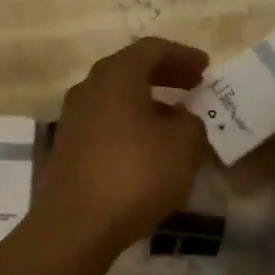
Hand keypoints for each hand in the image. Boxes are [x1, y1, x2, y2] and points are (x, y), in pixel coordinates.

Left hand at [33, 37, 209, 257]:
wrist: (76, 225)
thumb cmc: (136, 174)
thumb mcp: (184, 146)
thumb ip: (191, 123)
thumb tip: (180, 119)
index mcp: (116, 75)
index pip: (152, 49)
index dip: (183, 55)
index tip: (206, 67)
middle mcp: (89, 88)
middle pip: (131, 70)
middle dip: (165, 75)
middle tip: (194, 86)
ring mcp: (73, 118)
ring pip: (117, 97)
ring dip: (148, 102)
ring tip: (176, 120)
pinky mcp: (68, 147)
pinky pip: (106, 122)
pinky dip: (131, 124)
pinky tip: (149, 147)